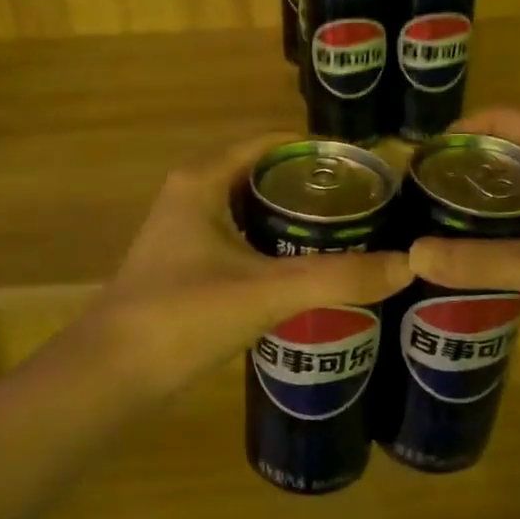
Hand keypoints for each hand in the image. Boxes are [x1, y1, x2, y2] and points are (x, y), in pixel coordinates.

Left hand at [74, 135, 412, 395]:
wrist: (111, 375)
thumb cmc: (183, 315)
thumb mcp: (266, 291)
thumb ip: (337, 278)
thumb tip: (408, 265)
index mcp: (204, 179)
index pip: (271, 143)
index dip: (318, 151)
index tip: (366, 169)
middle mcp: (192, 194)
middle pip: (263, 175)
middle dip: (312, 188)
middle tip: (368, 206)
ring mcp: (186, 232)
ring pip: (252, 210)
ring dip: (294, 219)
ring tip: (350, 235)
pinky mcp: (187, 266)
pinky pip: (242, 240)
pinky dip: (275, 246)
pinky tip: (309, 270)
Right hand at [407, 108, 519, 344]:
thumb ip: (480, 261)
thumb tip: (413, 255)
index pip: (506, 116)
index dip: (463, 127)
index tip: (426, 156)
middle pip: (517, 139)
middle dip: (472, 158)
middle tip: (431, 189)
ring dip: (495, 182)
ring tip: (453, 211)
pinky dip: (518, 202)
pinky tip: (500, 236)